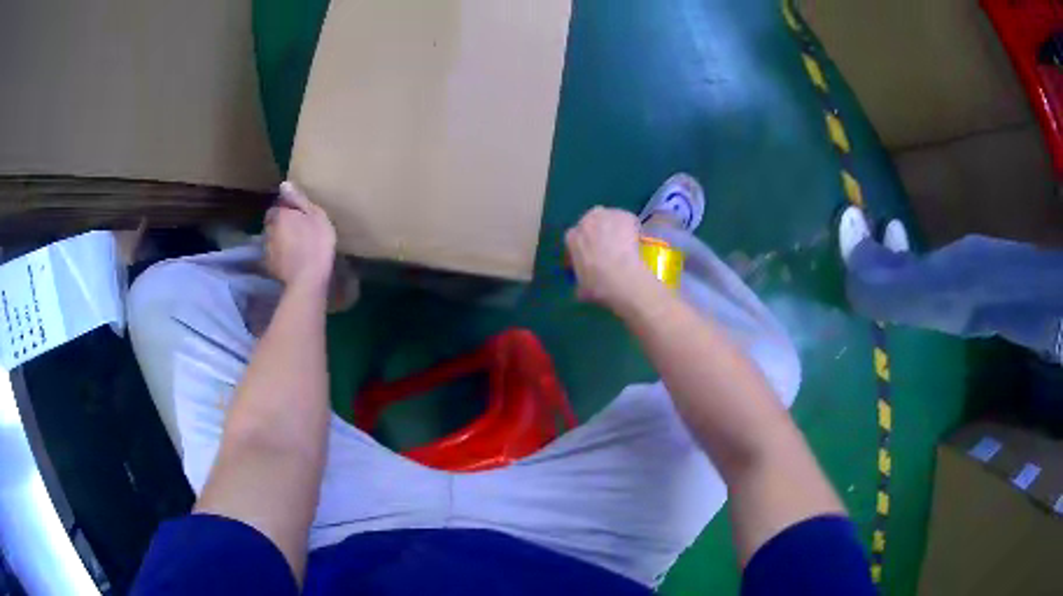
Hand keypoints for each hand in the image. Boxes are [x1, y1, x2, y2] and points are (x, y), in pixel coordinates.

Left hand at [264, 181, 336, 290]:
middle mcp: (269, 229)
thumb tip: (284, 184)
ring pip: (272, 238)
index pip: (277, 205)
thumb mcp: (315, 215)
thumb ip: (299, 199)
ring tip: (294, 244)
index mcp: (280, 214)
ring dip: (279, 238)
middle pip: (272, 221)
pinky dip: (280, 254)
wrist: (308, 279)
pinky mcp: (269, 266)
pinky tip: (290, 259)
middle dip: (281, 222)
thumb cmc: (316, 243)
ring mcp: (267, 249)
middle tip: (296, 227)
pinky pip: (273, 255)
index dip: (286, 207)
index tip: (297, 212)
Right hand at [565, 207, 657, 311]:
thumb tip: (581, 289)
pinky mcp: (625, 215)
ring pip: (610, 218)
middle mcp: (586, 221)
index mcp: (572, 238)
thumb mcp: (581, 289)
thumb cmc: (597, 285)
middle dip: (599, 231)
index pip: (575, 236)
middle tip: (610, 247)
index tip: (592, 255)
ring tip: (625, 242)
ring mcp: (606, 215)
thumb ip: (580, 284)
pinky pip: (628, 220)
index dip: (585, 245)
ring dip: (615, 227)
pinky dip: (632, 227)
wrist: (622, 277)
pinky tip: (637, 241)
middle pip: (592, 221)